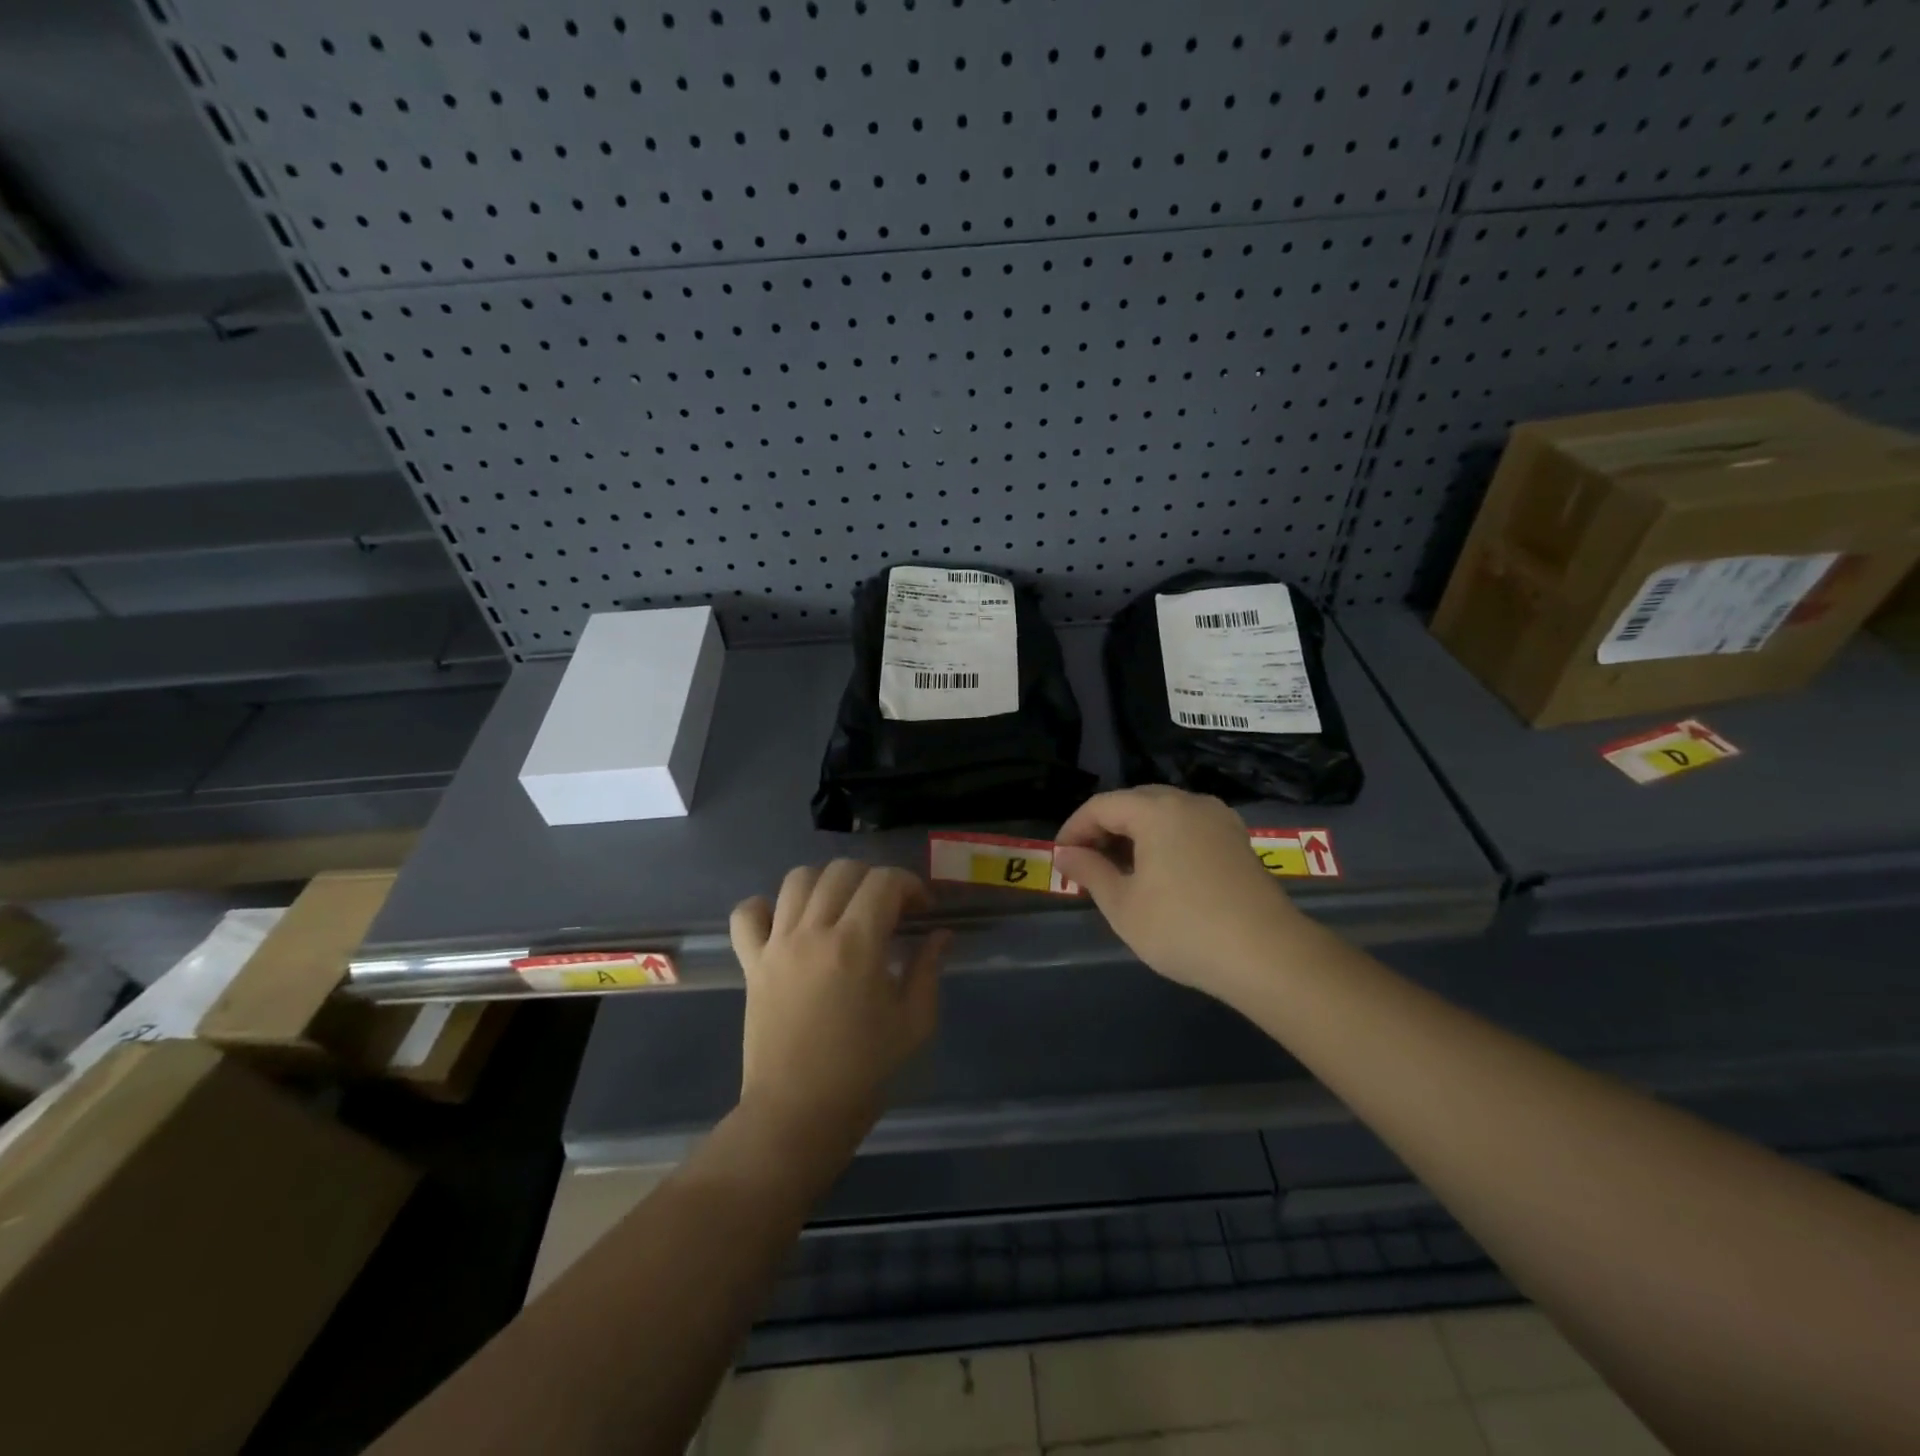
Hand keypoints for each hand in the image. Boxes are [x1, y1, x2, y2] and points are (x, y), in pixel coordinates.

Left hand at [730, 860, 948, 1133]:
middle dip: (874, 879)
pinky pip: (747, 914)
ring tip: (842, 908)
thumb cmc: (863, 1072)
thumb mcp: (914, 1022)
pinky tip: (787, 921)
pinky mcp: (751, 963)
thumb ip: (928, 968)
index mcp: (857, 945)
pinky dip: (765, 906)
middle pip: (842, 871)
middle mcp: (813, 932)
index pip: (884, 882)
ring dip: (827, 882)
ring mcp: (777, 945)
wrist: (798, 1114)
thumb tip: (941, 934)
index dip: (910, 885)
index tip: (922, 910)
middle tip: (889, 909)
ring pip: (798, 879)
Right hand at [1053, 786, 1303, 1001]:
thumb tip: (1065, 854)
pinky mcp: (1237, 840)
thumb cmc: (1183, 929)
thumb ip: (1090, 871)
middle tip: (1086, 863)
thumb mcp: (1123, 905)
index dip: (1074, 828)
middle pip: (1134, 802)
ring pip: (1163, 813)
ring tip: (1118, 870)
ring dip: (1134, 834)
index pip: (1102, 805)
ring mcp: (1219, 819)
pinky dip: (1164, 840)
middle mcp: (1189, 802)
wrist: (1268, 956)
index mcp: (1157, 810)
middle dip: (1104, 828)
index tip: (1060, 858)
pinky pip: (1188, 827)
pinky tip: (1158, 872)